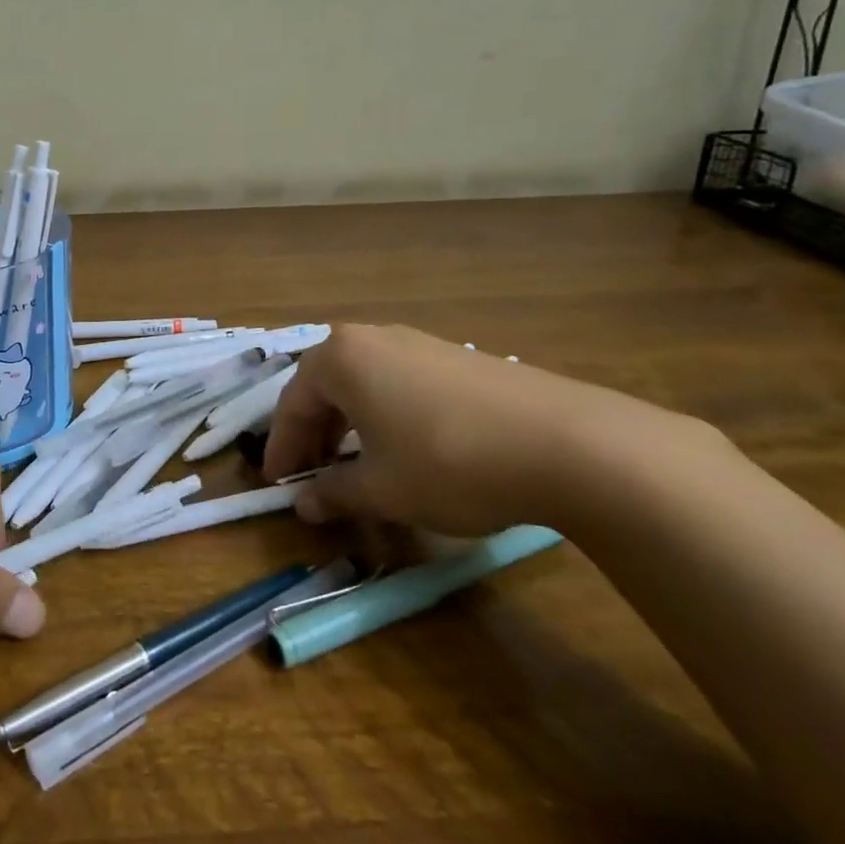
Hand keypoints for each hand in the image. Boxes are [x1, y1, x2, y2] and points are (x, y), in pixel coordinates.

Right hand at [263, 323, 694, 536]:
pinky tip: (405, 449)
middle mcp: (374, 339)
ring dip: (350, 424)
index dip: (282, 447)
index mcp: (341, 359)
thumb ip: (334, 493)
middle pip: (325, 387)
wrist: (567, 443)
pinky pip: (400, 383)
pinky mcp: (458, 357)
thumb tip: (303, 504)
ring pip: (364, 384)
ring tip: (356, 465)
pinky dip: (385, 415)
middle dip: (314, 434)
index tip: (277, 484)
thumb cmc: (448, 462)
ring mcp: (420, 343)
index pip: (293, 403)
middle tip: (312, 475)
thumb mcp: (383, 489)